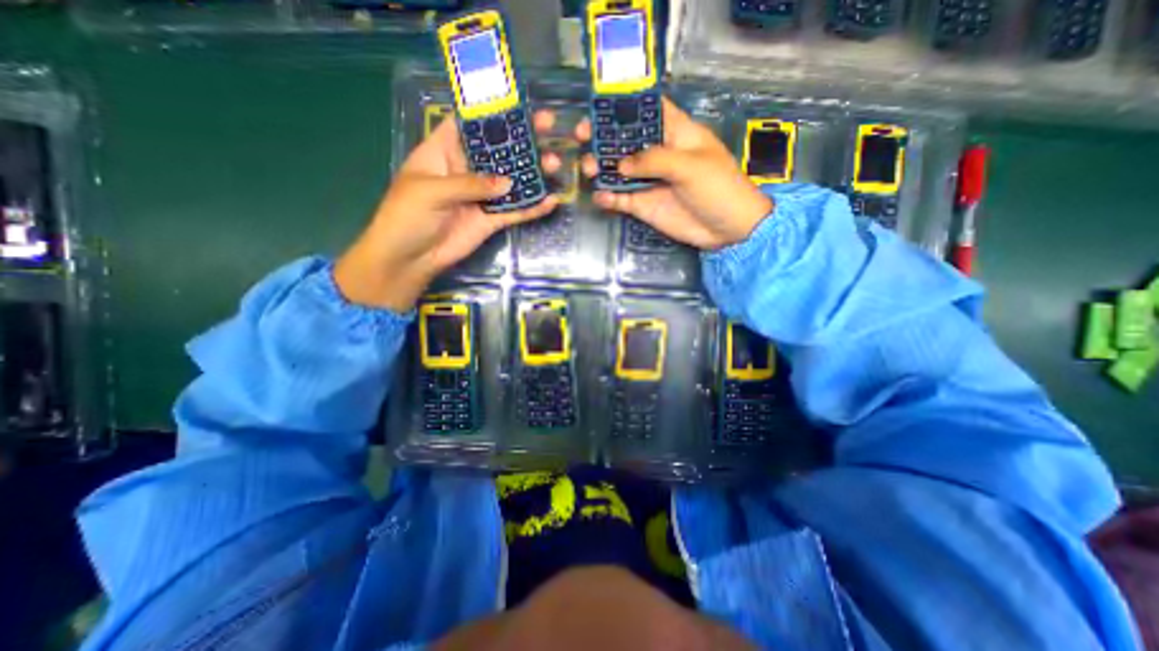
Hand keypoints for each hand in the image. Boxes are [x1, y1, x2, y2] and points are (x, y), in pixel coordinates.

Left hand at [336, 111, 562, 312]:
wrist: (410, 258)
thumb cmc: (407, 216)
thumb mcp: (432, 191)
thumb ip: (470, 184)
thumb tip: (508, 183)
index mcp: (444, 152)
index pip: (469, 125)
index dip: (491, 113)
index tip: (518, 104)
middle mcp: (467, 170)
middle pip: (498, 151)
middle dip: (522, 139)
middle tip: (549, 127)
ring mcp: (482, 197)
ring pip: (512, 181)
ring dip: (533, 173)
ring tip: (555, 164)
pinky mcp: (491, 220)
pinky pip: (515, 212)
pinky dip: (532, 208)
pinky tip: (551, 202)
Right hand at [577, 98, 771, 251]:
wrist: (728, 228)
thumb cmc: (718, 187)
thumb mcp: (689, 165)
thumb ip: (654, 160)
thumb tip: (621, 164)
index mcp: (675, 133)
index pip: (648, 110)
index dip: (626, 104)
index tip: (600, 103)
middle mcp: (658, 154)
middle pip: (626, 140)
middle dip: (603, 136)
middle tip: (582, 137)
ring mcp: (649, 181)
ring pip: (618, 170)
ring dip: (601, 167)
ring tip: (588, 169)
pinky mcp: (644, 205)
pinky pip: (621, 198)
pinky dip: (608, 197)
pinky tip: (600, 196)